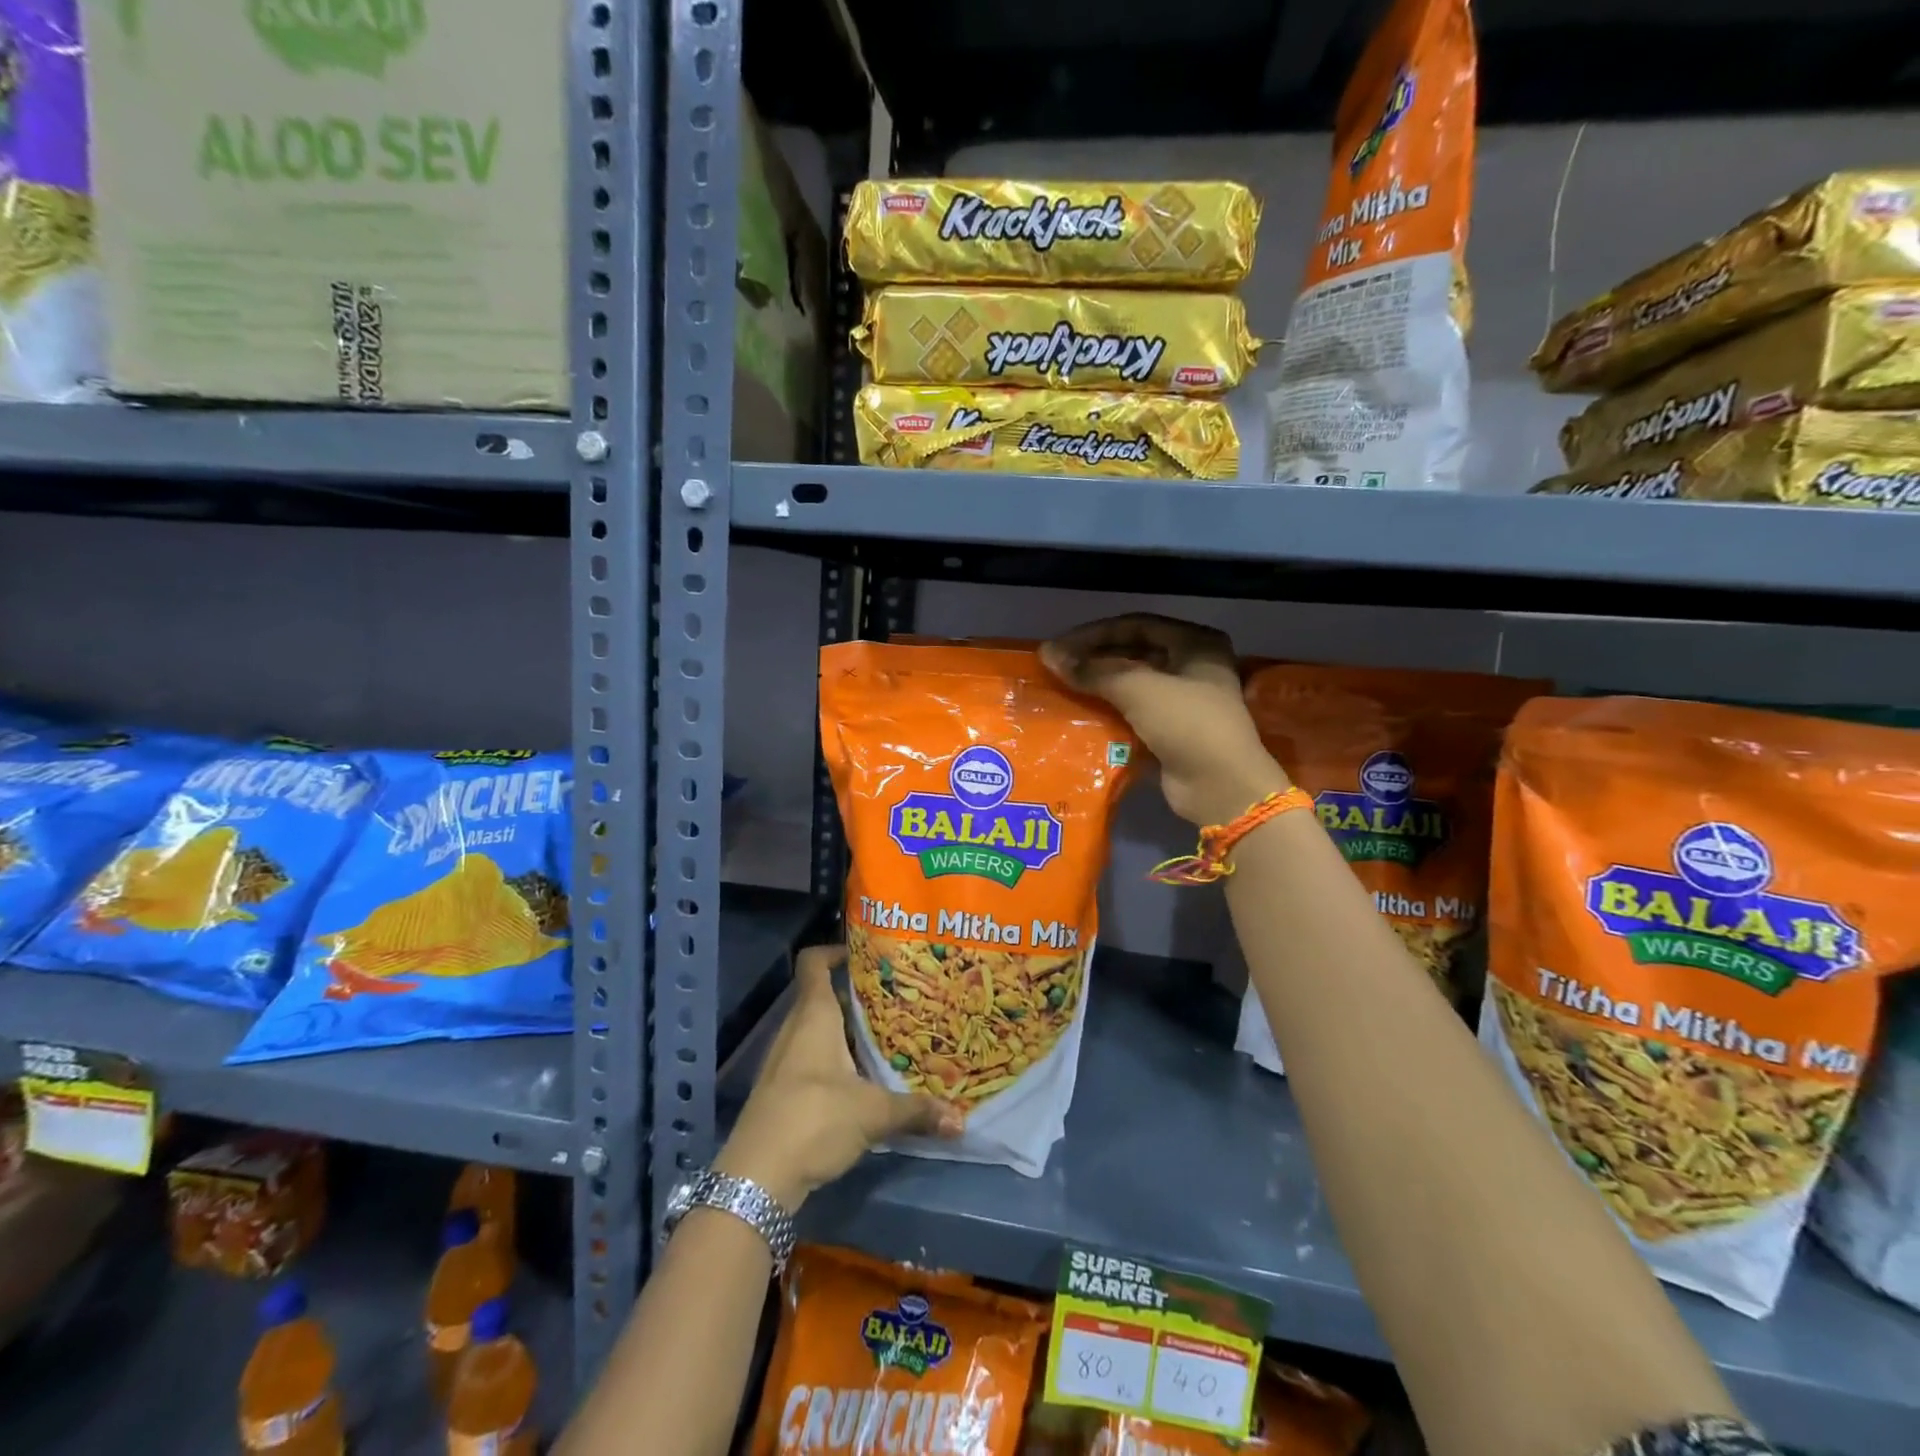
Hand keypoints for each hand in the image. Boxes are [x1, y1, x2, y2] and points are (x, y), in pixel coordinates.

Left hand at [714, 945, 961, 1209]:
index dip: (836, 951)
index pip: (814, 962)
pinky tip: (864, 1080)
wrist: (756, 1179)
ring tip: (887, 1039)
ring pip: (819, 1031)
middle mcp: (795, 1030)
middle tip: (896, 1002)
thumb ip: (915, 1111)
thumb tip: (961, 1120)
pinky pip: (813, 1059)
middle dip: (857, 998)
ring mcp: (784, 1061)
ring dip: (848, 1033)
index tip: (868, 956)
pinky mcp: (782, 1090)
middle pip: (823, 997)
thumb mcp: (872, 1114)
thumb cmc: (814, 1120)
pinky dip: (837, 1060)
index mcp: (813, 1016)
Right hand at [1042, 614, 1288, 826]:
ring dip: (1099, 687)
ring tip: (1062, 690)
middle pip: (1134, 653)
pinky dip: (1109, 713)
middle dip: (1094, 660)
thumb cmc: (1187, 724)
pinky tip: (1081, 716)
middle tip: (1056, 668)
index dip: (1094, 633)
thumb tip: (1048, 654)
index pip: (1135, 625)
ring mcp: (1185, 701)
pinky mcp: (1173, 732)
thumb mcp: (1138, 689)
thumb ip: (1092, 670)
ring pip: (1132, 685)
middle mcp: (1193, 666)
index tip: (1059, 647)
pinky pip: (1134, 714)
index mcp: (1196, 643)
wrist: (1220, 787)